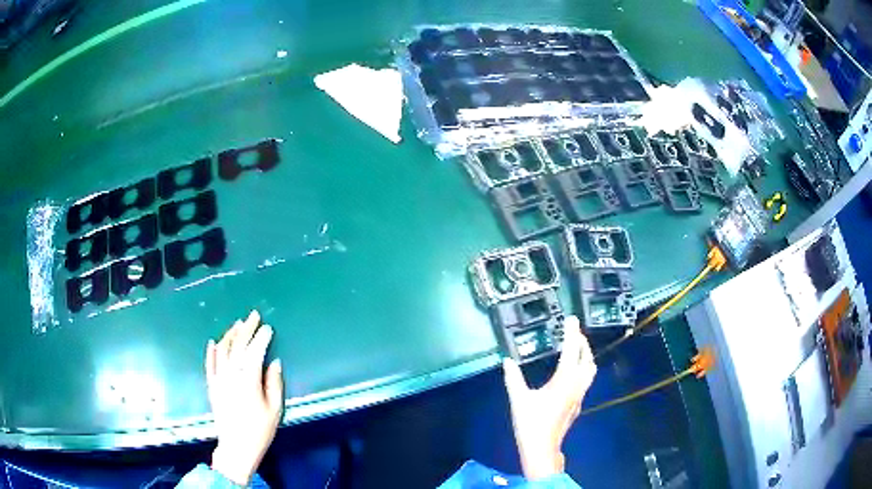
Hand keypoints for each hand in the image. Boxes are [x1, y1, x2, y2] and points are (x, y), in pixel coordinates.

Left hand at [205, 310, 283, 485]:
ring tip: (238, 324)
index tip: (268, 328)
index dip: (262, 337)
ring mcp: (218, 379)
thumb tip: (273, 363)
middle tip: (254, 315)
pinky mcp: (211, 385)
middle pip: (238, 346)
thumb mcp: (274, 409)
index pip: (255, 351)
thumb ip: (274, 384)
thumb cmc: (260, 430)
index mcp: (248, 380)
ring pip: (222, 350)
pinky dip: (211, 351)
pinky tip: (213, 341)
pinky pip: (209, 363)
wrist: (237, 447)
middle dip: (247, 329)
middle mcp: (231, 375)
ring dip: (230, 335)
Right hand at [502, 316, 596, 479]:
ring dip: (585, 356)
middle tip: (573, 333)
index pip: (571, 351)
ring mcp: (580, 395)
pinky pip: (586, 380)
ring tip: (576, 349)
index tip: (571, 319)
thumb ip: (513, 378)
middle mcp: (577, 385)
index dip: (572, 333)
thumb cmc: (531, 423)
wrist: (542, 448)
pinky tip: (571, 373)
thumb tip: (508, 361)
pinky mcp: (578, 404)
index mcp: (564, 380)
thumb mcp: (519, 399)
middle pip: (587, 358)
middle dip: (582, 343)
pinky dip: (582, 369)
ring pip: (590, 370)